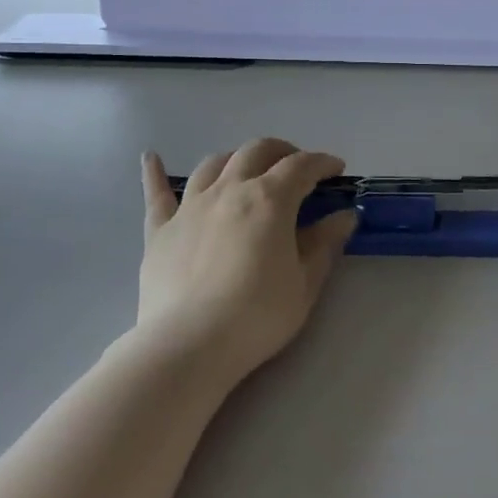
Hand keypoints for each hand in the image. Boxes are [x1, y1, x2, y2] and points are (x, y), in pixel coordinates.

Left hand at [137, 139, 356, 382]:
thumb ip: (325, 244)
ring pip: (214, 164)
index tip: (337, 169)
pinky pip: (156, 193)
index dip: (323, 162)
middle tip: (297, 167)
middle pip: (256, 152)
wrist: (189, 345)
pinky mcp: (160, 229)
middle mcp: (229, 190)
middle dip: (282, 152)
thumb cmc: (257, 316)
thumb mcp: (305, 283)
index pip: (301, 166)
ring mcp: (190, 206)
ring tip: (247, 171)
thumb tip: (345, 216)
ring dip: (236, 159)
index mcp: (269, 199)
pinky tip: (152, 158)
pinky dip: (155, 172)